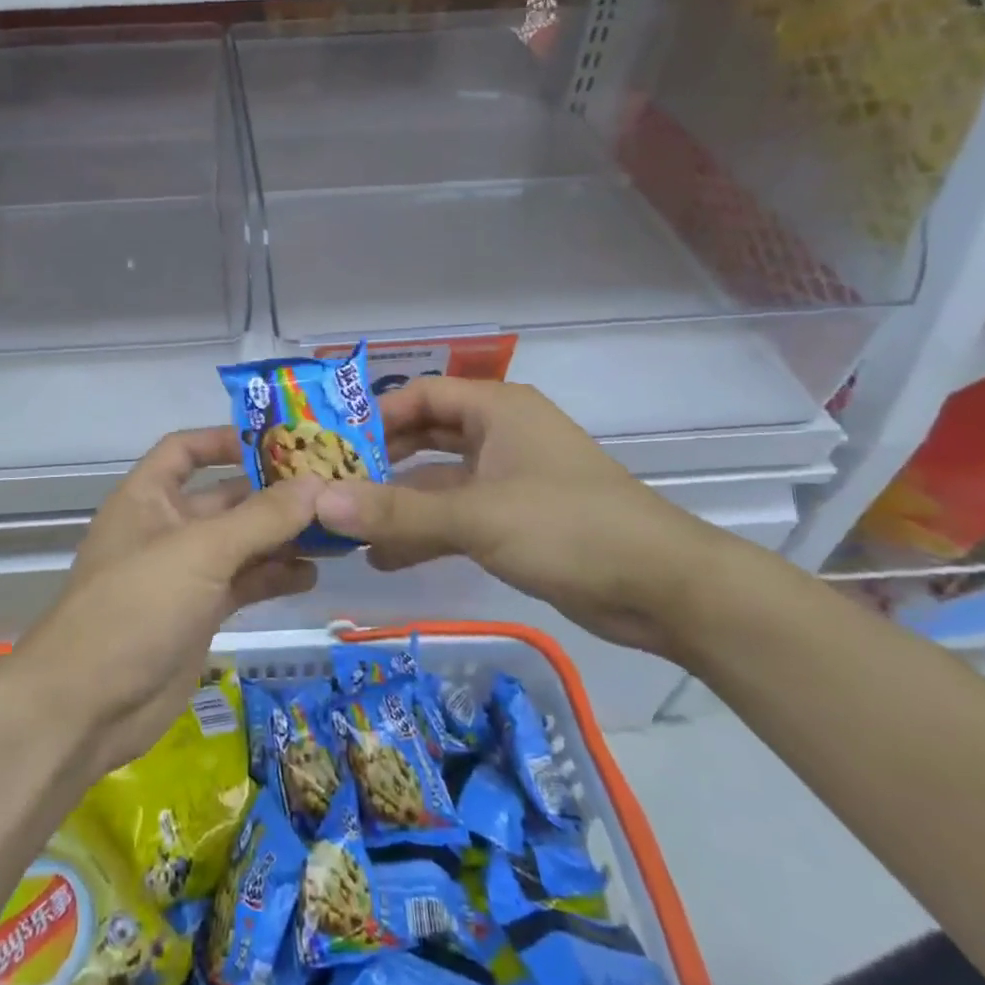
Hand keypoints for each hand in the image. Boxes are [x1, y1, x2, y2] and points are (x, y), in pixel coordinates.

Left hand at [6, 428, 320, 776]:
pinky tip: (311, 576)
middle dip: (273, 494)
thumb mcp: (201, 552)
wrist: (86, 708)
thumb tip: (318, 484)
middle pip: (225, 497)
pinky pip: (243, 583)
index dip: (226, 440)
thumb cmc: (136, 606)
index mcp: (148, 496)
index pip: (186, 450)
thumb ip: (262, 518)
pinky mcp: (199, 613)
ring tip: (335, 533)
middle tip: (332, 490)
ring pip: (241, 543)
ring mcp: (183, 573)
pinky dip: (274, 577)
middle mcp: (166, 527)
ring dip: (282, 537)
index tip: (280, 443)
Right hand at [312, 379, 742, 655]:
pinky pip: (457, 515)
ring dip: (397, 502)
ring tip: (346, 527)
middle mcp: (499, 434)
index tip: (329, 446)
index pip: (419, 396)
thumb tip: (320, 503)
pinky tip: (384, 557)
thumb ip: (396, 513)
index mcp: (496, 409)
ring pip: (438, 481)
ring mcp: (508, 479)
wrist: (664, 589)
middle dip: (379, 461)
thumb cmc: (569, 527)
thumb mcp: (477, 517)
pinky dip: (424, 531)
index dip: (373, 416)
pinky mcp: (516, 520)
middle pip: (425, 436)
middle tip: (330, 484)